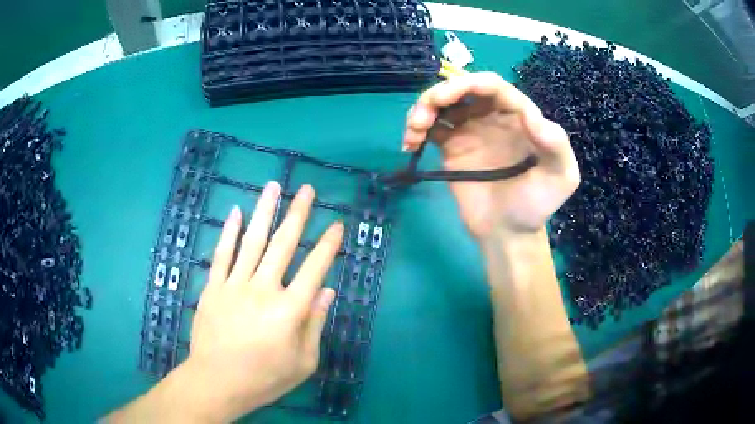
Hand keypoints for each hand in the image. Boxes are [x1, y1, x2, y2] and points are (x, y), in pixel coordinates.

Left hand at [186, 182, 342, 420]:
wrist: (217, 382)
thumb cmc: (264, 377)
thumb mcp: (303, 361)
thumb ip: (315, 325)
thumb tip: (327, 292)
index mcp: (289, 310)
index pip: (314, 269)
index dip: (328, 245)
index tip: (337, 225)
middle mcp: (263, 289)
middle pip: (283, 245)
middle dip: (298, 215)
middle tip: (308, 191)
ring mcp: (234, 285)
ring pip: (252, 241)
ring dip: (265, 211)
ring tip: (275, 186)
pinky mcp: (213, 287)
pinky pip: (222, 254)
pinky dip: (229, 232)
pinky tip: (236, 212)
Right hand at [403, 72, 579, 238]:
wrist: (509, 233)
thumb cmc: (536, 205)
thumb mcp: (561, 177)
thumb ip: (555, 144)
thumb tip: (530, 114)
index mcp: (518, 115)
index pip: (492, 86)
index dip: (467, 83)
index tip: (445, 98)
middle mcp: (492, 117)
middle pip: (461, 89)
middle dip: (438, 94)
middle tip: (422, 116)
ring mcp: (470, 131)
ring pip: (442, 105)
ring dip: (422, 109)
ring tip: (414, 131)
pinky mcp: (452, 148)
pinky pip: (431, 128)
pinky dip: (416, 129)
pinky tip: (410, 144)